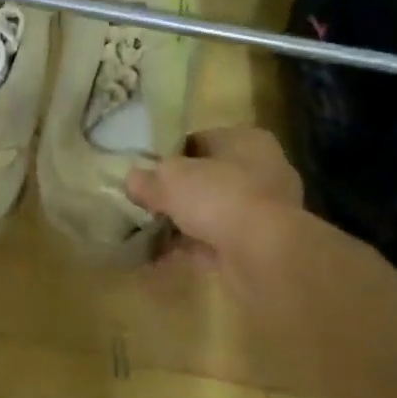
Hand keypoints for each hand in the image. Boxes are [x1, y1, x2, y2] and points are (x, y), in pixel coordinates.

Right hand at [125, 126, 302, 300]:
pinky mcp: (260, 247)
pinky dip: (191, 248)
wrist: (265, 254)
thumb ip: (149, 178)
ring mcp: (264, 211)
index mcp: (247, 140)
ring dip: (183, 223)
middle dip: (177, 192)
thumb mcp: (171, 180)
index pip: (201, 140)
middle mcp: (262, 170)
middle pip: (207, 178)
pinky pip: (216, 242)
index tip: (145, 171)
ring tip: (147, 233)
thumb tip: (131, 179)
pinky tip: (160, 257)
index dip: (170, 155)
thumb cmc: (220, 197)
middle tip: (144, 203)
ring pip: (212, 212)